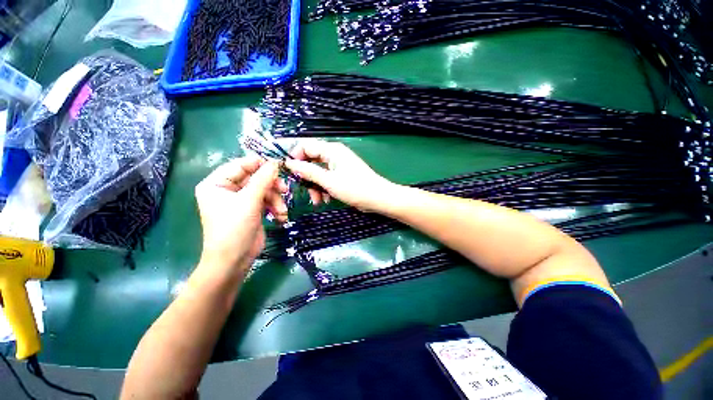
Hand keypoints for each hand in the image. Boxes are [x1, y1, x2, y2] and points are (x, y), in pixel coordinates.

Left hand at [194, 157, 286, 277]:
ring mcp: (241, 200)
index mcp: (217, 183)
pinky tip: (281, 217)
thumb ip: (263, 179)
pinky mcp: (252, 209)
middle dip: (271, 186)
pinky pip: (266, 201)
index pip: (240, 165)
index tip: (278, 166)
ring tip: (282, 211)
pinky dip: (275, 207)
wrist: (234, 260)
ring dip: (276, 200)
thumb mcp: (249, 201)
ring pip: (264, 190)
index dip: (259, 164)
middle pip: (255, 178)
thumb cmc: (234, 228)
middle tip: (285, 190)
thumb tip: (275, 162)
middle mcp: (228, 189)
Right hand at [285, 140, 394, 211]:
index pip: (306, 146)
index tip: (289, 172)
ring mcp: (339, 165)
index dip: (295, 157)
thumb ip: (308, 171)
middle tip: (304, 190)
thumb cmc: (354, 188)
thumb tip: (289, 163)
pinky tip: (325, 200)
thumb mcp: (328, 181)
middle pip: (312, 161)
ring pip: (319, 173)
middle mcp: (334, 155)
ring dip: (315, 186)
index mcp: (331, 150)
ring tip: (317, 200)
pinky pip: (327, 179)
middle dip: (307, 177)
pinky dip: (324, 188)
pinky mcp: (342, 175)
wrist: (377, 198)